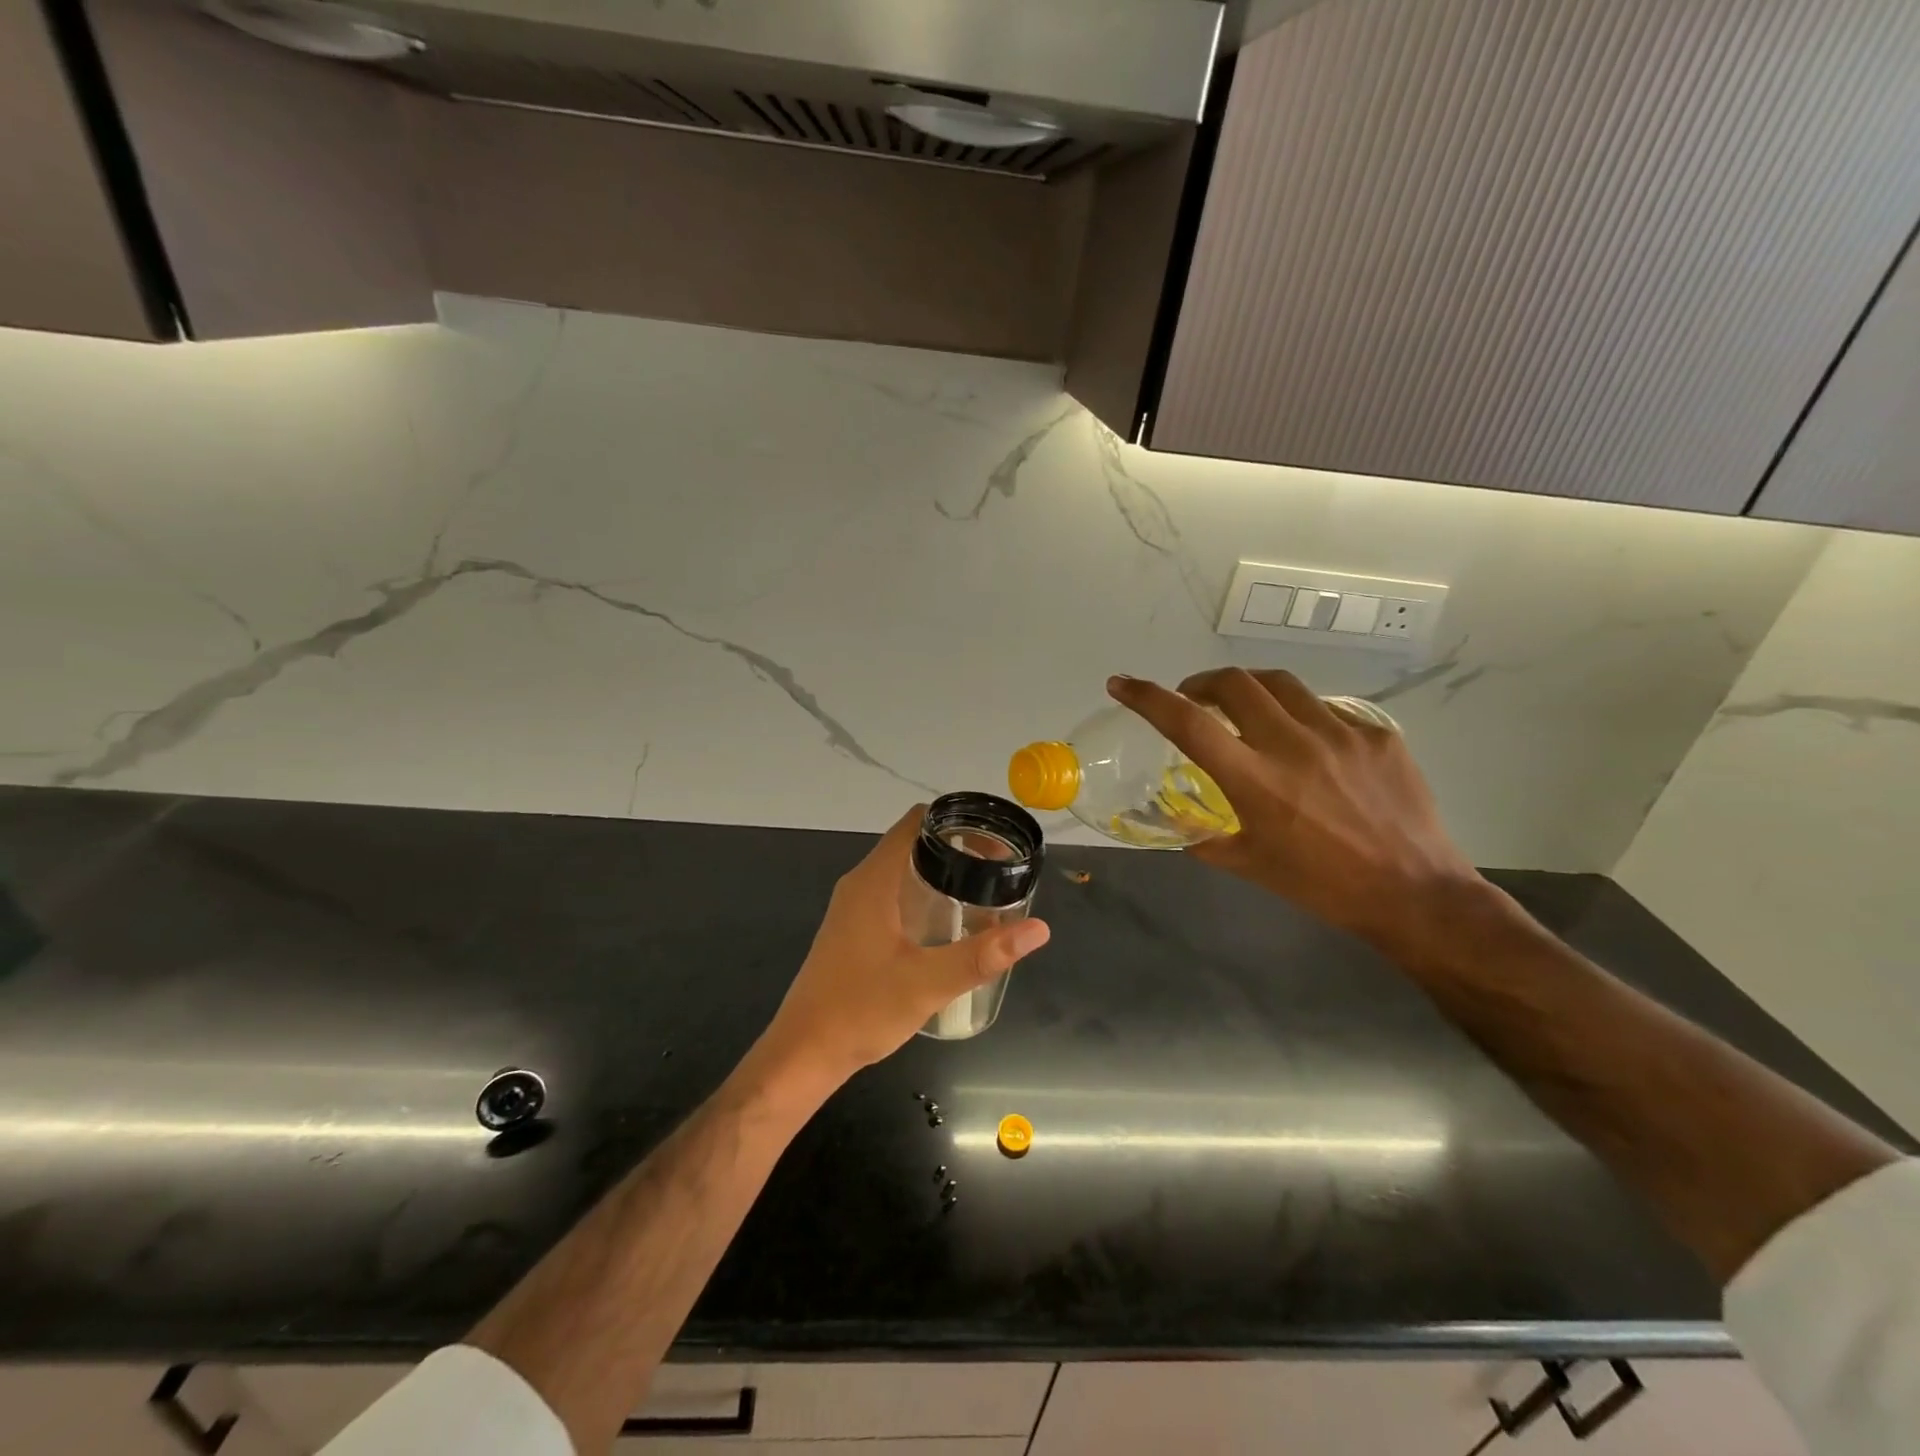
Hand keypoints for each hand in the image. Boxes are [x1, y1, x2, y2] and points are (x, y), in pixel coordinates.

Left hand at [759, 806, 1050, 1085]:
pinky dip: (923, 895)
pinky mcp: (853, 929)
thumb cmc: (860, 1011)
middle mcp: (861, 884)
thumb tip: (1038, 929)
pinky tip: (949, 923)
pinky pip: (893, 894)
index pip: (916, 823)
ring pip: (903, 870)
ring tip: (984, 891)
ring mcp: (853, 907)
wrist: (804, 1052)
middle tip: (999, 868)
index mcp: (873, 881)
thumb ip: (982, 955)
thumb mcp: (927, 983)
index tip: (994, 838)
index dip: (956, 821)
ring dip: (940, 873)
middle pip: (913, 843)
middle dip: (957, 849)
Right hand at [1108, 669, 1481, 952]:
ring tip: (1245, 707)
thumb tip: (1181, 824)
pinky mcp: (1376, 734)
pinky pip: (1326, 708)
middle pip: (1234, 682)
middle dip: (1202, 682)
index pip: (1187, 723)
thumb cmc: (1323, 886)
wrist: (1415, 893)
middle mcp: (1293, 745)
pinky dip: (1299, 714)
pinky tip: (1306, 741)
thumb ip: (1207, 839)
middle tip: (1195, 700)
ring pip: (1281, 684)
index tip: (1122, 684)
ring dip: (1250, 688)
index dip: (1147, 697)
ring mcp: (1340, 733)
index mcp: (1254, 781)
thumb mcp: (1251, 866)